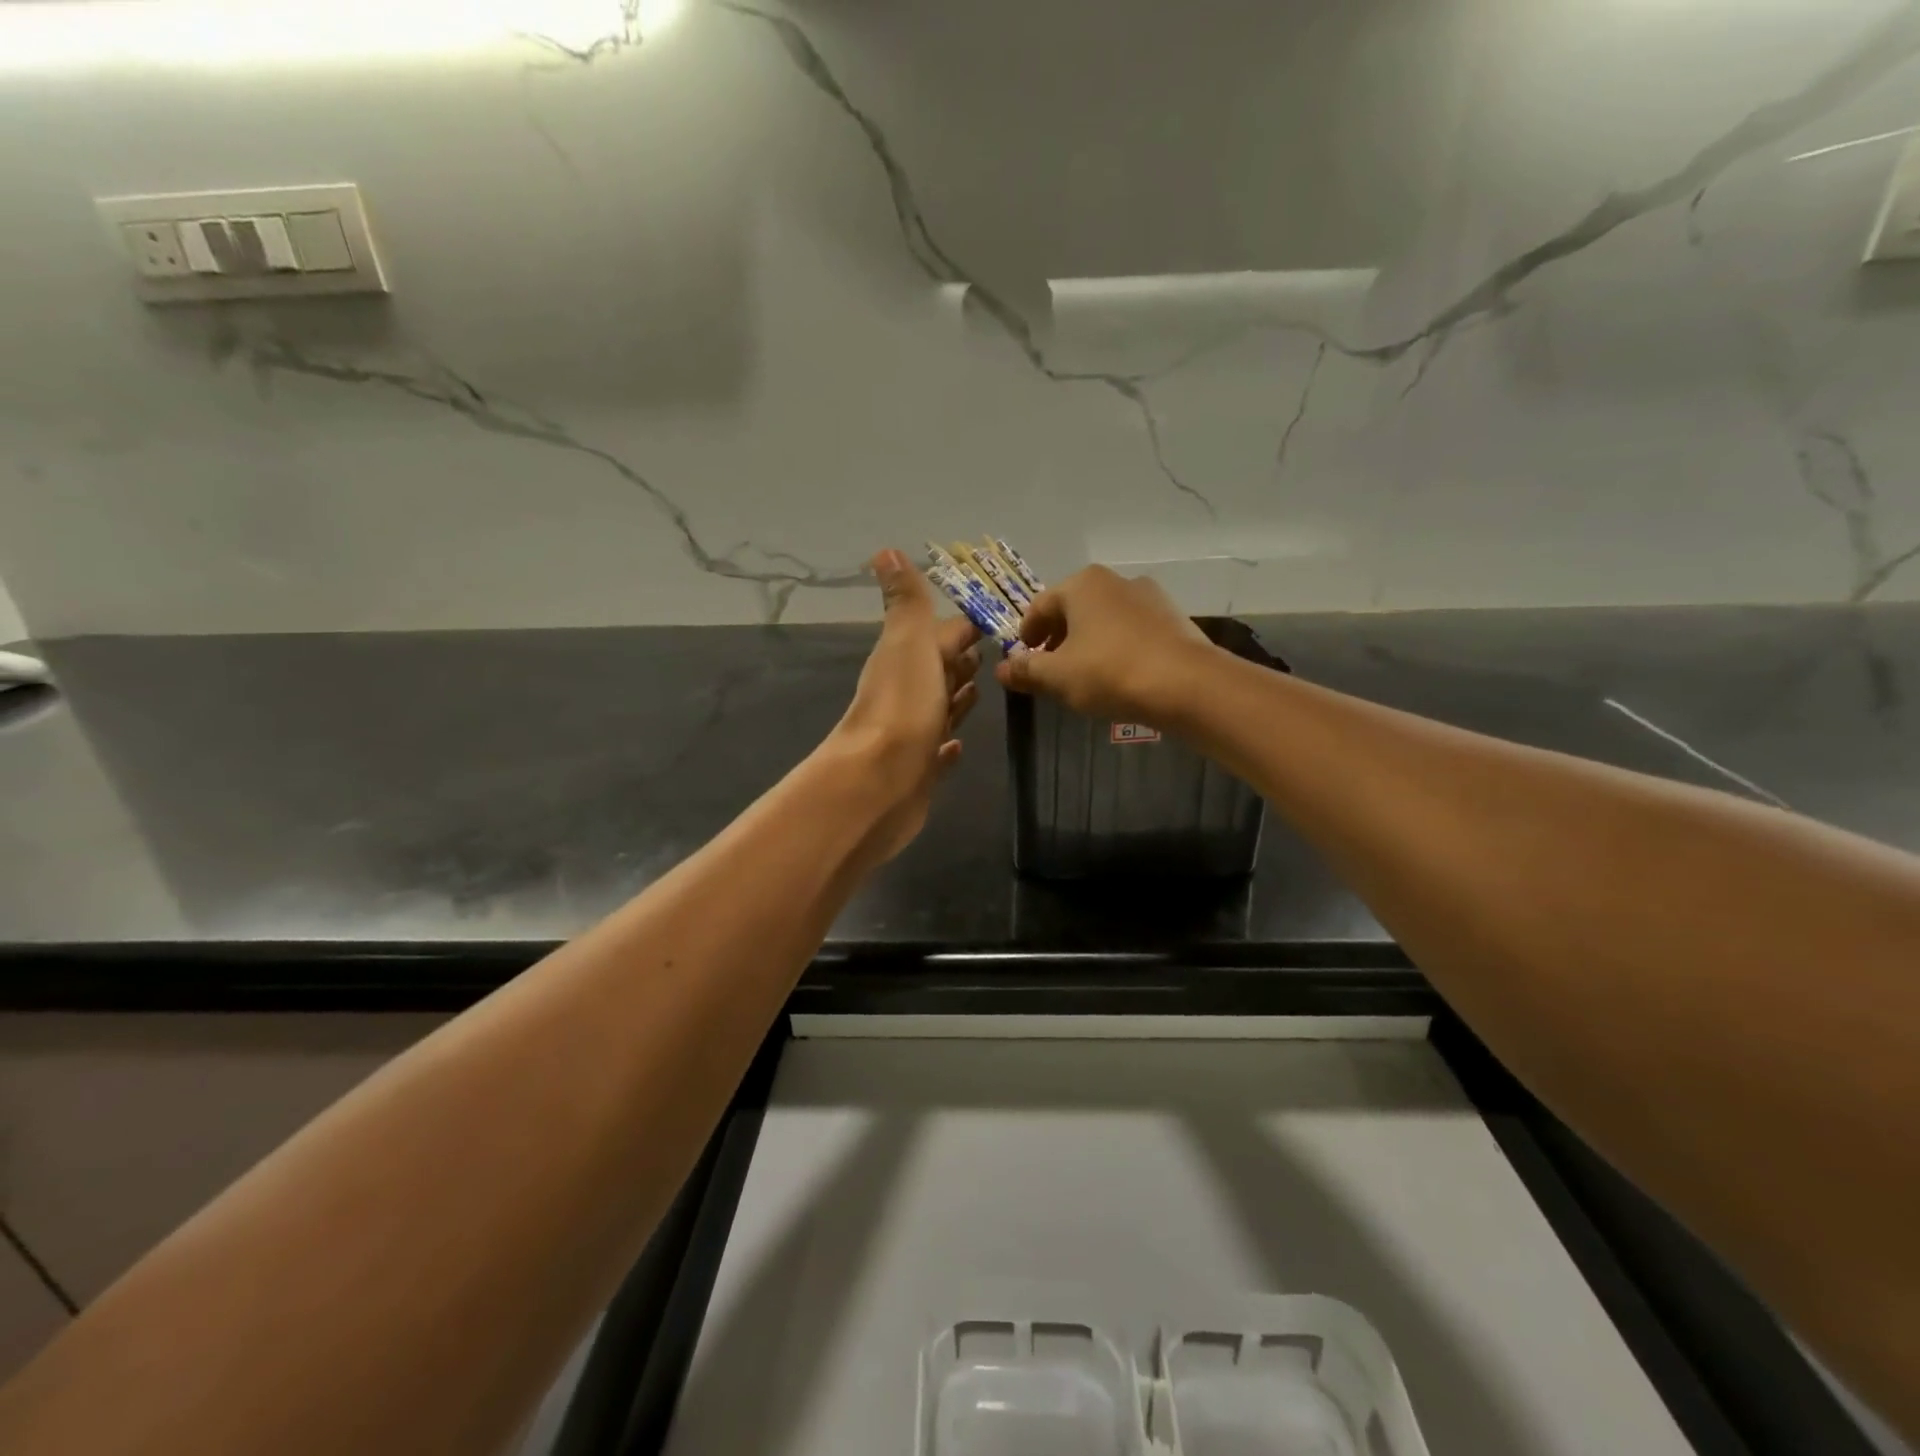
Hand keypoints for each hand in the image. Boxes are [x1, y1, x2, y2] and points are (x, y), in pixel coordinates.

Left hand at [820, 549, 981, 864]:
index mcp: (906, 659)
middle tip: (995, 657)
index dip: (965, 628)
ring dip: (956, 699)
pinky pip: (938, 753)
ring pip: (940, 709)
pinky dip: (947, 746)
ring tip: (981, 691)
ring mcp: (913, 735)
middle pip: (940, 672)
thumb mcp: (908, 642)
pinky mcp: (920, 772)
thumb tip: (884, 550)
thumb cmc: (902, 706)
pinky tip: (957, 747)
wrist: (879, 782)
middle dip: (962, 661)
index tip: (995, 621)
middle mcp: (906, 694)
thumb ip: (905, 602)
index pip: (941, 635)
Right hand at [995, 565, 1210, 725]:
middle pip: (1073, 610)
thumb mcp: (1057, 676)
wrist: (1187, 685)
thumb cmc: (1110, 673)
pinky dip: (1117, 647)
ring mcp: (1149, 596)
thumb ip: (1026, 670)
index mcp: (1082, 585)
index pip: (1040, 606)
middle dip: (1058, 639)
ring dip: (1088, 643)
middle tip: (1051, 670)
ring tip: (1084, 675)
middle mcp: (1115, 580)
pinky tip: (1118, 674)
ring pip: (1104, 619)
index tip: (1024, 660)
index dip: (1026, 635)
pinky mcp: (1173, 618)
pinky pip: (1132, 630)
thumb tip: (1002, 669)